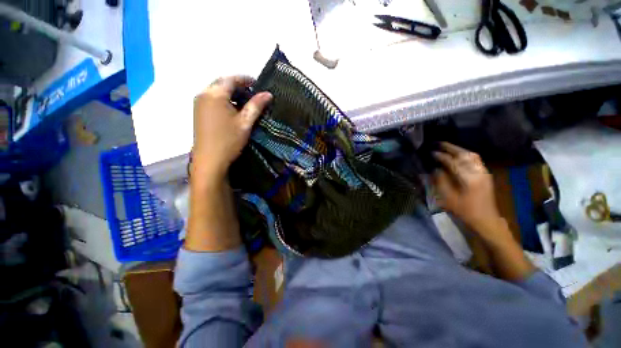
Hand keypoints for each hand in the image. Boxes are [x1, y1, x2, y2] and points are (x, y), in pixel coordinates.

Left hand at [192, 76, 271, 182]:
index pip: (231, 79)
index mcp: (214, 94)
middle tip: (252, 93)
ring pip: (216, 91)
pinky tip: (232, 110)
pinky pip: (212, 99)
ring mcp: (199, 103)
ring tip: (244, 102)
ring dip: (230, 93)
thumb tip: (268, 94)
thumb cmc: (229, 140)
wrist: (210, 160)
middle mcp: (203, 94)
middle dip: (237, 85)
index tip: (258, 84)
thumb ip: (256, 106)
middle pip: (222, 83)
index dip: (245, 79)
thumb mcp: (245, 122)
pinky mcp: (198, 112)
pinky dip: (223, 100)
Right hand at [432, 142, 504, 240]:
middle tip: (437, 143)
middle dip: (450, 148)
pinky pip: (475, 160)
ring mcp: (484, 172)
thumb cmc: (464, 211)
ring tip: (446, 147)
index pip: (453, 162)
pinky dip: (465, 154)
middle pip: (464, 155)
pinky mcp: (485, 174)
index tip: (430, 152)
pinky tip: (457, 155)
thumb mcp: (448, 198)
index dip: (441, 156)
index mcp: (468, 179)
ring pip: (471, 155)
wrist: (485, 219)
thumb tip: (435, 169)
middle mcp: (478, 172)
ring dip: (458, 149)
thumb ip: (440, 181)